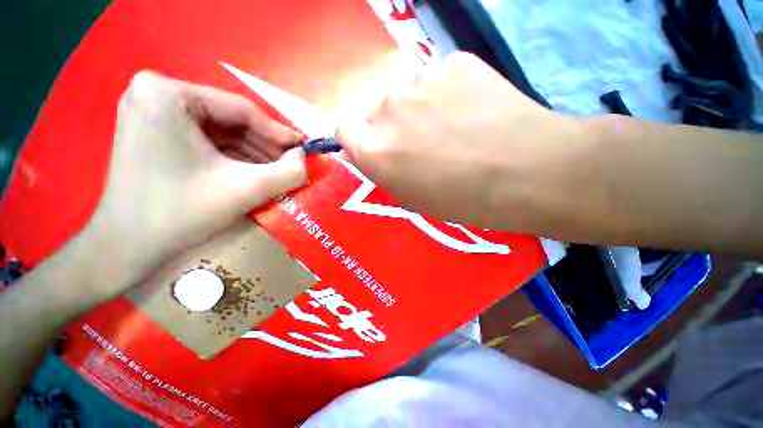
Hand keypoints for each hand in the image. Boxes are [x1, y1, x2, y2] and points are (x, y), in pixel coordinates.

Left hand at [83, 71, 306, 298]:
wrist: (125, 246)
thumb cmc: (181, 213)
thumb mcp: (247, 190)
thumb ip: (289, 172)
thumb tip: (304, 158)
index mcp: (168, 94)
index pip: (241, 109)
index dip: (279, 132)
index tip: (302, 150)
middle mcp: (155, 92)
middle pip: (229, 118)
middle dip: (264, 144)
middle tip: (290, 164)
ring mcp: (149, 111)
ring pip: (219, 129)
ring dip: (251, 151)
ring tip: (275, 171)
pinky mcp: (151, 130)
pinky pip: (204, 138)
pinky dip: (231, 155)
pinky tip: (251, 172)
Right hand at [336, 52, 587, 232]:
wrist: (525, 173)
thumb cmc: (461, 199)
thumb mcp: (410, 197)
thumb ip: (381, 169)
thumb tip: (361, 149)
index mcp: (375, 151)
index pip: (342, 125)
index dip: (354, 132)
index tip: (370, 140)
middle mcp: (387, 111)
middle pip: (374, 107)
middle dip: (389, 123)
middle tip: (419, 140)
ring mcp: (420, 81)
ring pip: (404, 90)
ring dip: (416, 106)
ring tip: (450, 125)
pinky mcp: (452, 62)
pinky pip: (436, 77)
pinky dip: (445, 93)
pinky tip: (471, 110)